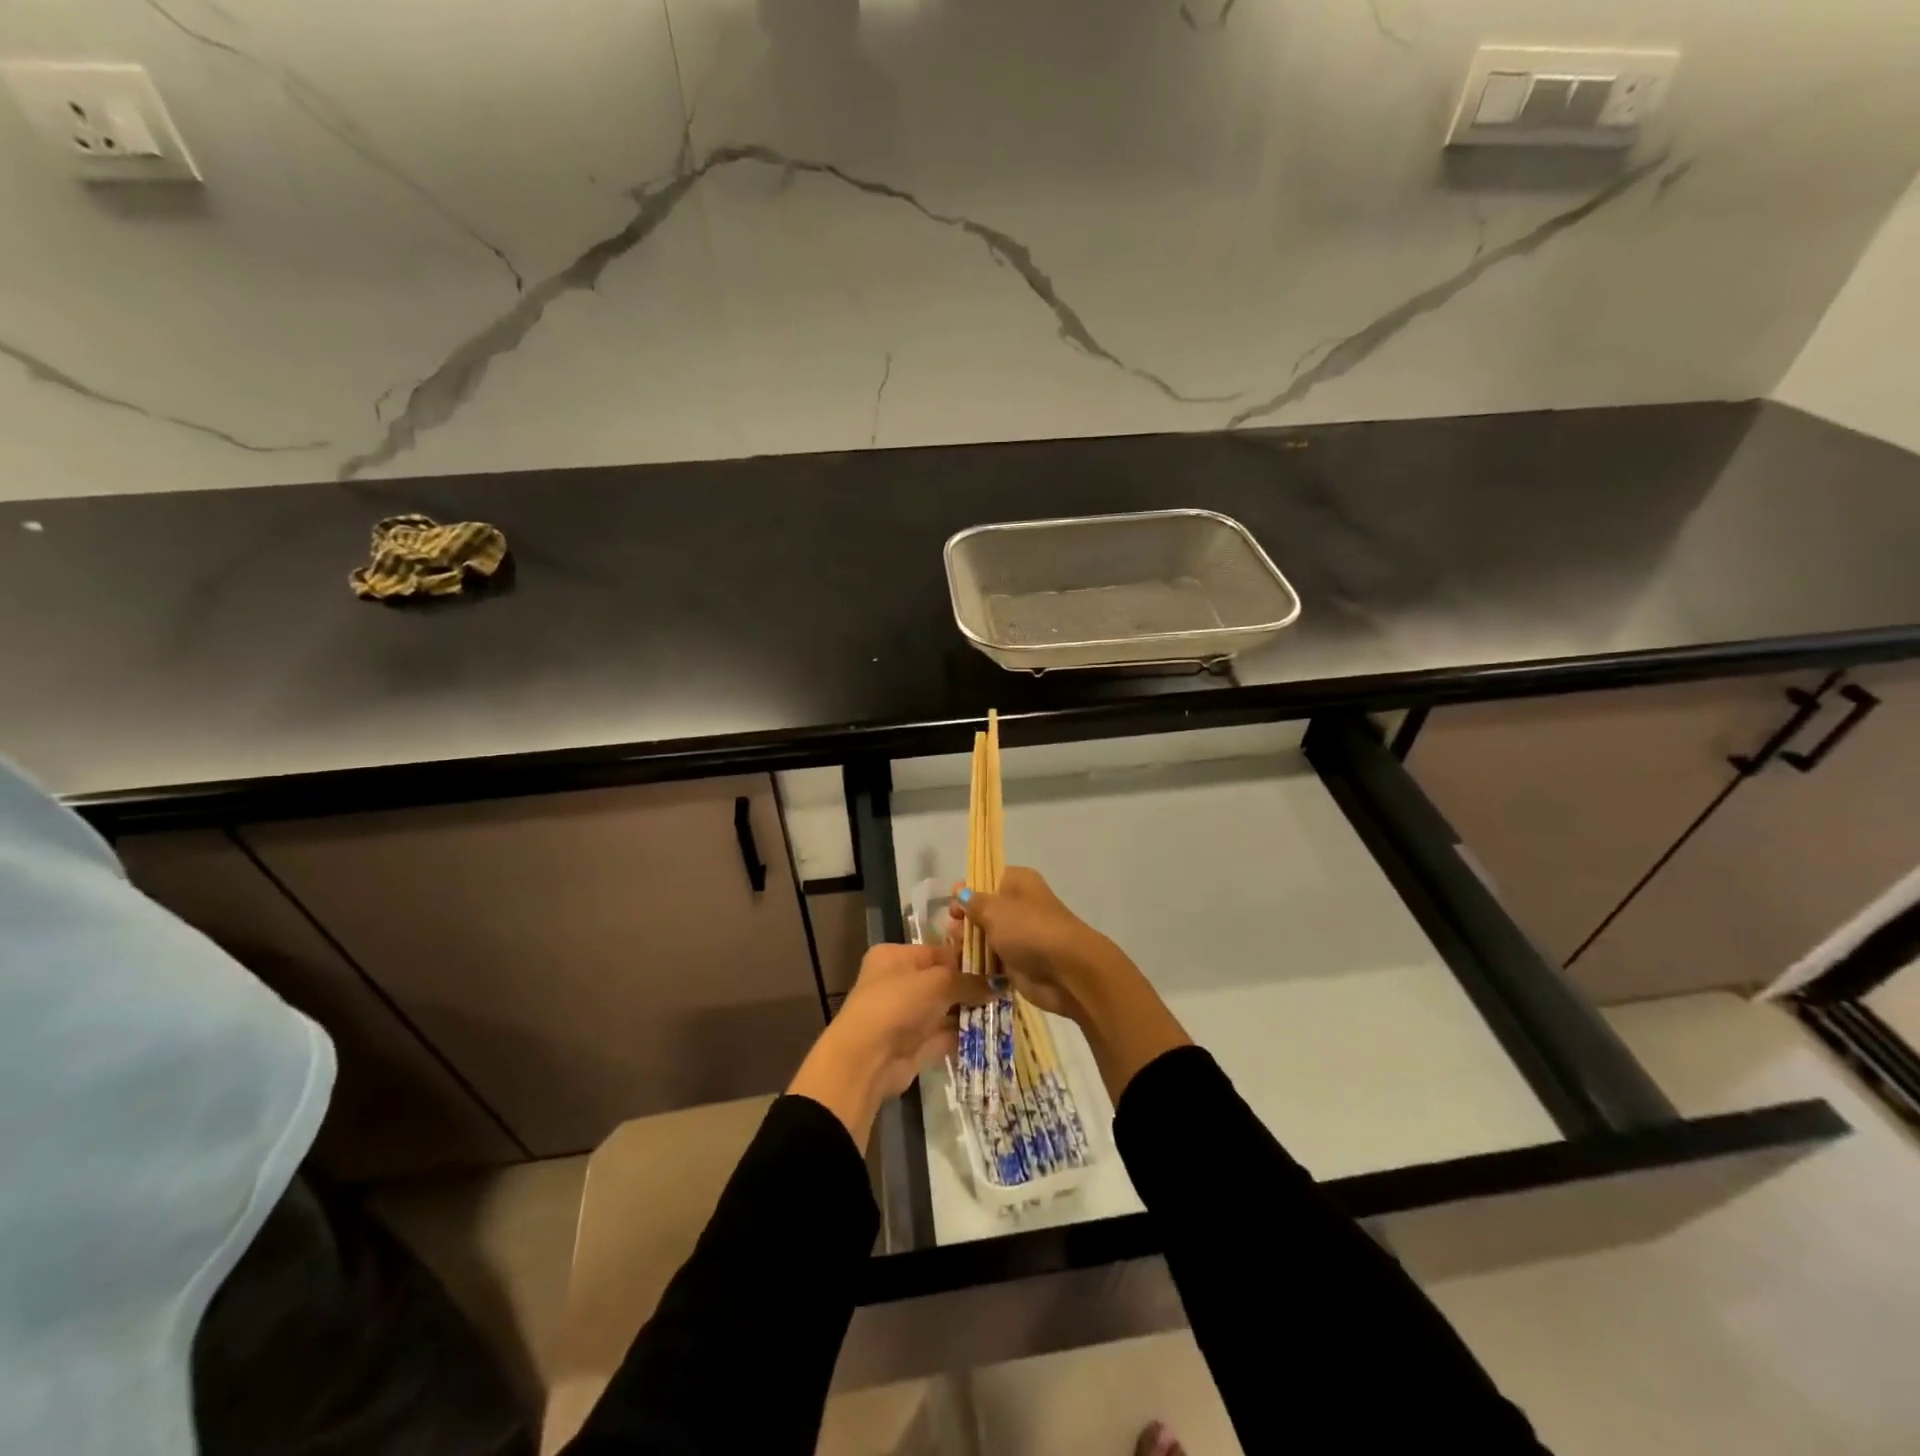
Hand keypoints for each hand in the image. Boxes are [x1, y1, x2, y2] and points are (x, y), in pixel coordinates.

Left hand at [788, 942, 990, 1150]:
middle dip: (974, 986)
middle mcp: (900, 982)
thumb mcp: (938, 983)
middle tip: (1009, 987)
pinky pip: (947, 1034)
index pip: (939, 951)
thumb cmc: (898, 1004)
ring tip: (1008, 1008)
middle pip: (944, 980)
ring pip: (947, 1008)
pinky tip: (995, 1030)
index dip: (969, 957)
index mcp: (896, 956)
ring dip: (973, 1010)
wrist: (868, 1059)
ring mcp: (907, 1015)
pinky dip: (967, 1033)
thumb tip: (1002, 982)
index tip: (1000, 963)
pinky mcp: (916, 1044)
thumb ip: (970, 981)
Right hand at [946, 866, 1124, 1022]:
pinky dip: (980, 964)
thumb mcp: (995, 910)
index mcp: (1018, 882)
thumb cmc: (1029, 929)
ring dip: (970, 944)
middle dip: (965, 921)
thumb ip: (973, 901)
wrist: (1067, 971)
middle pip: (984, 909)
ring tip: (957, 952)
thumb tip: (960, 891)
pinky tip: (964, 967)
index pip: (986, 878)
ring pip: (986, 936)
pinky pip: (992, 960)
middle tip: (954, 932)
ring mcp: (1020, 935)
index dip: (967, 890)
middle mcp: (1019, 906)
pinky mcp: (1019, 963)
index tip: (952, 905)